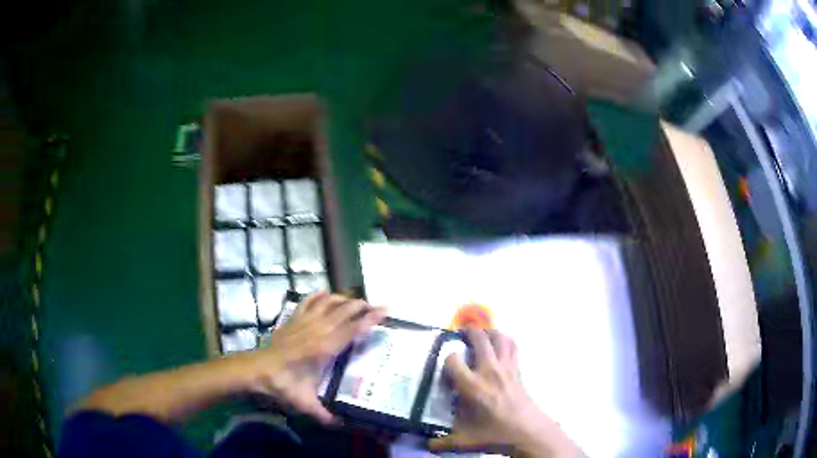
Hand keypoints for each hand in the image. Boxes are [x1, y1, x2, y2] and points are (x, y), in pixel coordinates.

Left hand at [240, 291, 385, 424]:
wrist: (256, 370)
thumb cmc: (283, 385)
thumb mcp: (305, 403)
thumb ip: (324, 415)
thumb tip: (340, 425)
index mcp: (325, 348)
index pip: (354, 328)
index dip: (371, 318)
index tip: (386, 310)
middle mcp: (318, 330)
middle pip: (344, 310)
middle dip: (362, 305)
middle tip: (375, 307)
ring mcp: (304, 322)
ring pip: (328, 302)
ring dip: (344, 299)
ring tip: (354, 302)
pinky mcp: (292, 319)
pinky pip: (308, 301)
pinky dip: (319, 296)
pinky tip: (325, 295)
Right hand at [429, 329, 580, 456]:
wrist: (528, 432)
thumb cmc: (495, 434)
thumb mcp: (465, 441)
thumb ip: (442, 442)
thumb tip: (427, 445)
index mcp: (472, 386)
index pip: (453, 360)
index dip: (447, 360)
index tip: (446, 369)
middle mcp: (489, 370)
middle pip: (479, 338)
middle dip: (468, 333)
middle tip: (461, 336)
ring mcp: (506, 367)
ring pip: (499, 337)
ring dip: (489, 332)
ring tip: (480, 336)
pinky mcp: (518, 369)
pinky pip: (512, 346)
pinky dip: (505, 340)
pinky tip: (499, 347)